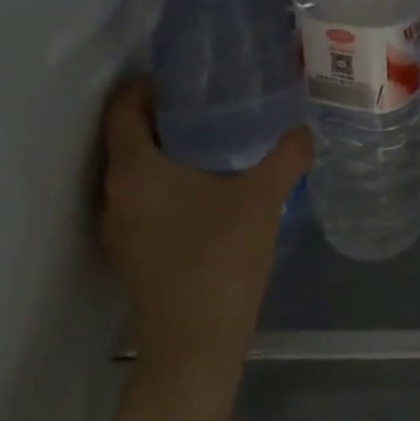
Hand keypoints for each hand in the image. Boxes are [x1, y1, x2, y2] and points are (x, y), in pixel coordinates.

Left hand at [98, 80, 311, 392]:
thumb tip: (304, 130)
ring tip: (209, 140)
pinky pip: (141, 201)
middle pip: (126, 139)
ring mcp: (118, 228)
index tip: (178, 75)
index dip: (144, 86)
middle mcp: (115, 194)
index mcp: (135, 170)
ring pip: (134, 173)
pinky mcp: (130, 254)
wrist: (196, 344)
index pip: (124, 109)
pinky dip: (164, 184)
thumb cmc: (220, 258)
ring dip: (162, 153)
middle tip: (205, 101)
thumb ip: (286, 157)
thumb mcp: (262, 198)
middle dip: (160, 117)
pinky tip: (204, 189)